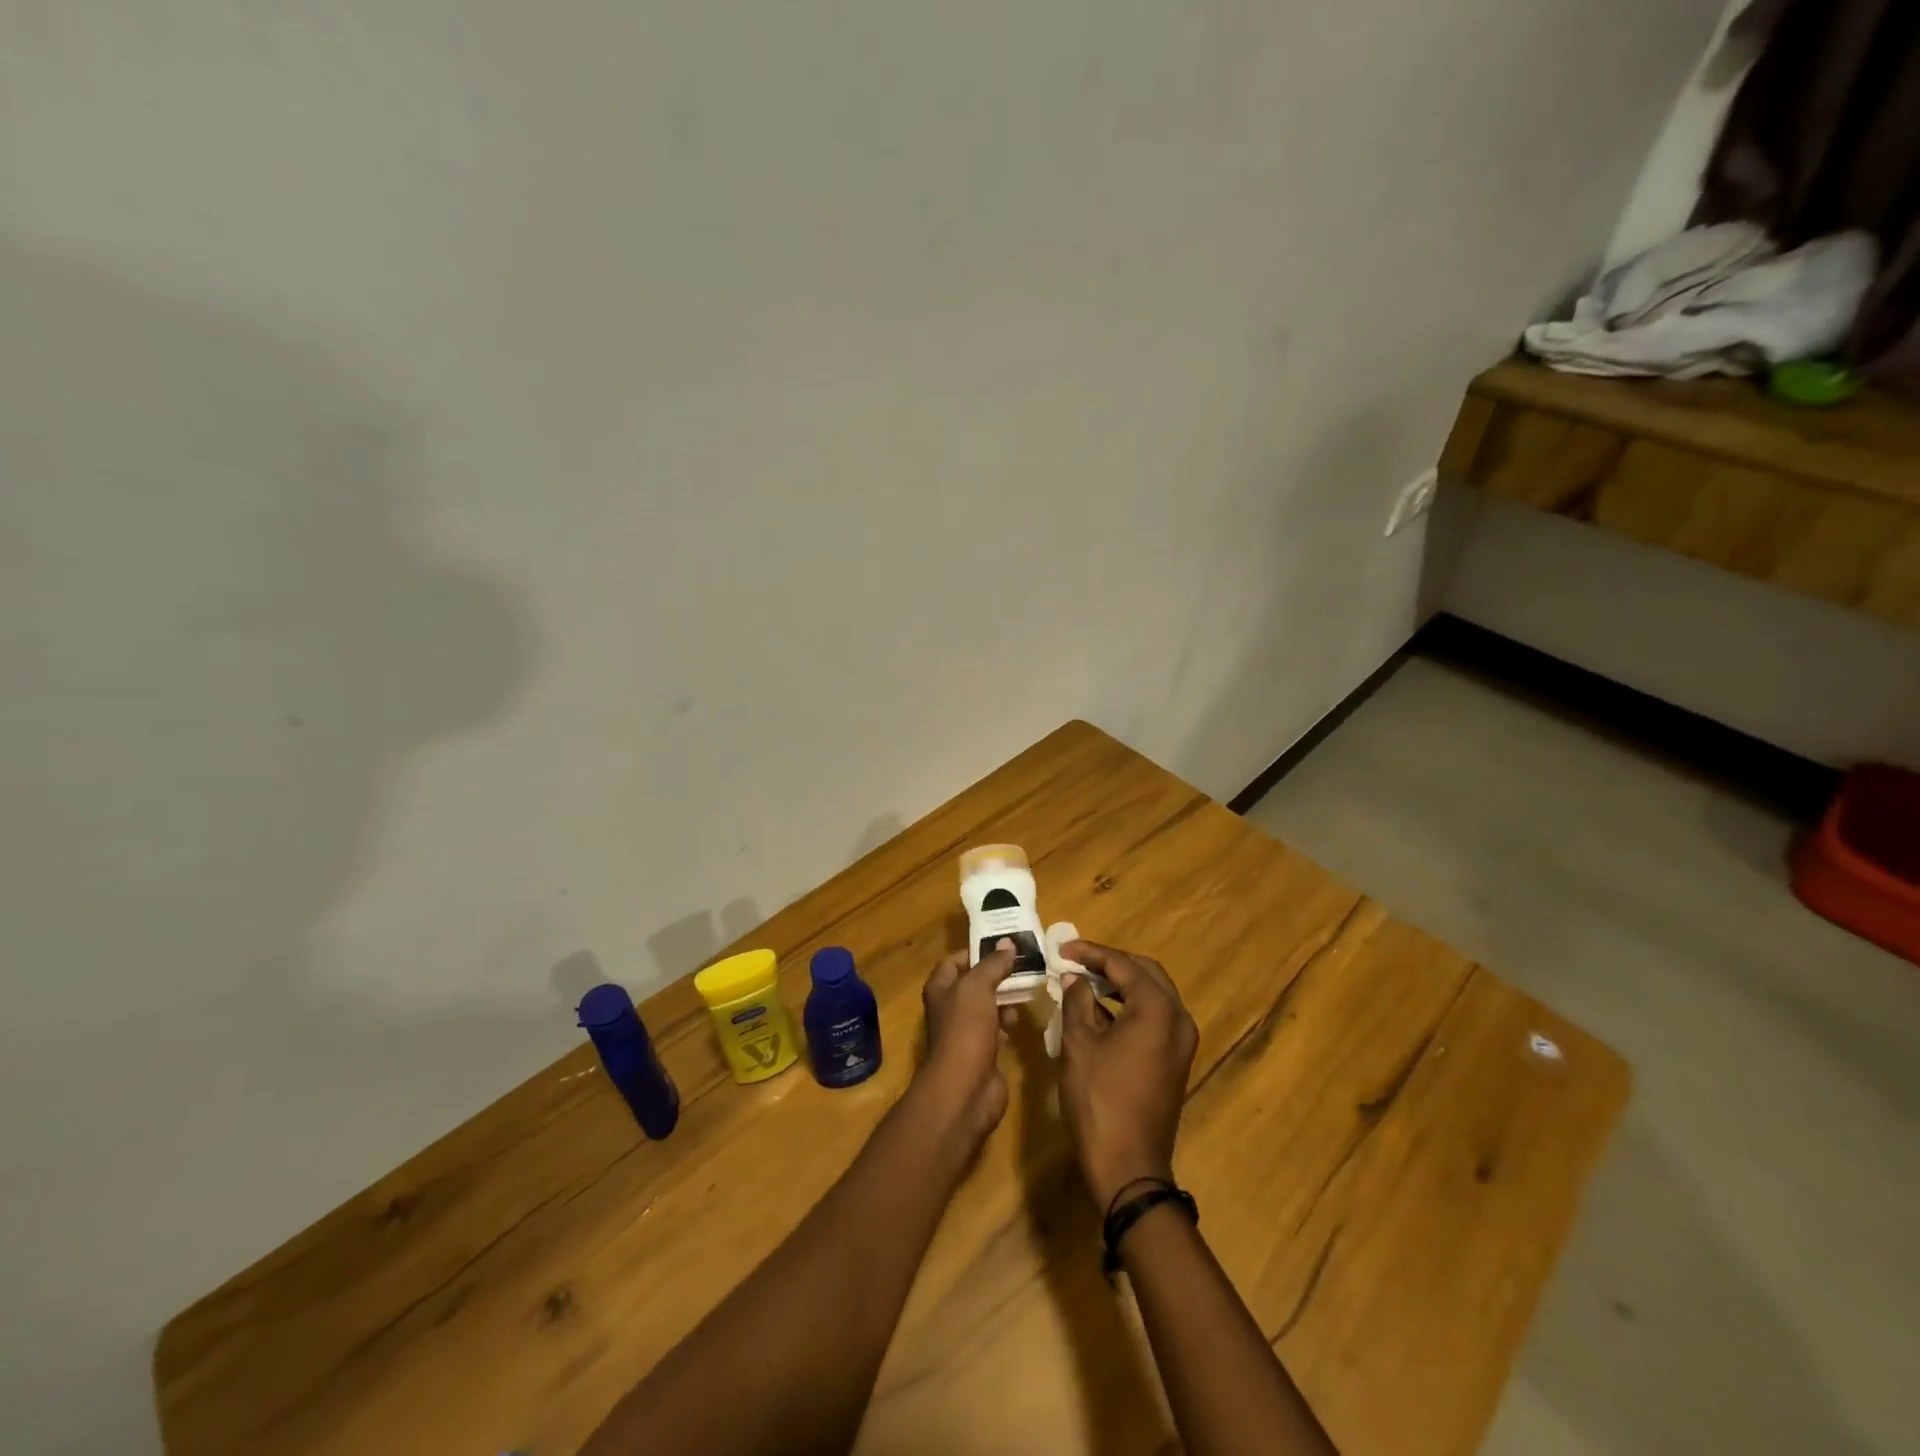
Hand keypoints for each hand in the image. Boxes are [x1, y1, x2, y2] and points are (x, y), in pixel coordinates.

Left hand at [917, 941, 1020, 1145]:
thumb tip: (1007, 943)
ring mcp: (966, 1031)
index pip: (954, 961)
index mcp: (941, 988)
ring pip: (987, 1006)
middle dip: (996, 974)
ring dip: (1005, 998)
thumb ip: (993, 964)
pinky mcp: (982, 1051)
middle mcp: (950, 1008)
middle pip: (974, 983)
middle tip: (1024, 963)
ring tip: (1027, 988)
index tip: (1003, 945)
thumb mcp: (978, 987)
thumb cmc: (965, 1028)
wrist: (966, 1087)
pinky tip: (1021, 1018)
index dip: (975, 951)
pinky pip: (997, 1028)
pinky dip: (1008, 1022)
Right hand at [1058, 941, 1198, 1209]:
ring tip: (1083, 980)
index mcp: (1157, 1009)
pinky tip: (1099, 1010)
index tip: (1063, 948)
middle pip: (1145, 973)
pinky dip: (1128, 1006)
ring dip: (1120, 984)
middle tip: (1076, 959)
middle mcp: (1178, 1018)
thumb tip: (1074, 978)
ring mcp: (1181, 1041)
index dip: (1091, 953)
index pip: (1123, 965)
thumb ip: (1077, 1002)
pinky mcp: (1175, 1059)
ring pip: (1152, 994)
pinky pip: (1154, 1017)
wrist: (1129, 1166)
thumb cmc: (1099, 1100)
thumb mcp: (1079, 1045)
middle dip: (1110, 963)